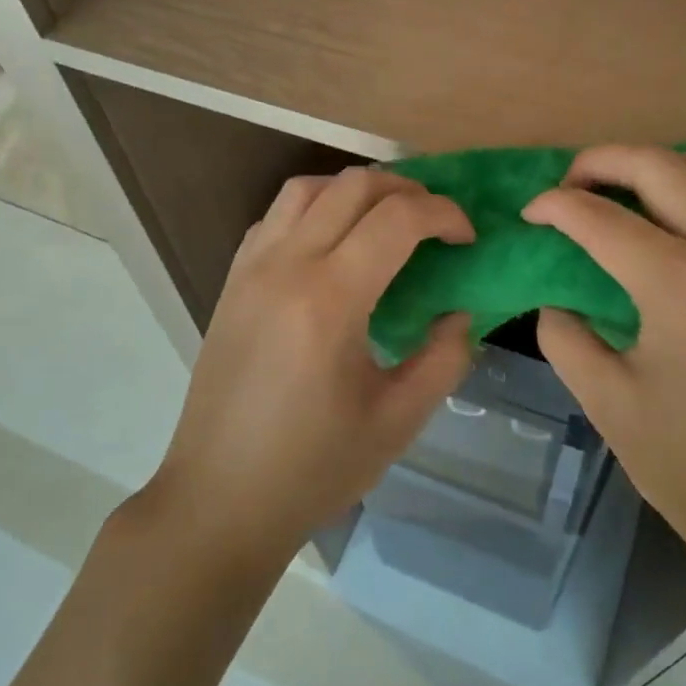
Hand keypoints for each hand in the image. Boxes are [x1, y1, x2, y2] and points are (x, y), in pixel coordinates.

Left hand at [144, 167, 475, 567]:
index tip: (467, 238)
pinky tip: (333, 243)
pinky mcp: (232, 280)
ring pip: (308, 187)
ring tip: (386, 219)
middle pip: (354, 186)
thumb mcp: (398, 421)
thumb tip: (457, 312)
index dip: (444, 214)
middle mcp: (286, 266)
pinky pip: (276, 215)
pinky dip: (315, 208)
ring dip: (357, 189)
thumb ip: (443, 358)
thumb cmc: (312, 468)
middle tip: (437, 222)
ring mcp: (251, 268)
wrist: (219, 500)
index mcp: (330, 300)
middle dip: (407, 189)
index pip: (397, 218)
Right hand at [522, 144, 685, 596]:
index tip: (531, 214)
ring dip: (677, 164)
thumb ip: (565, 336)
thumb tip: (556, 298)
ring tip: (650, 194)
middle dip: (601, 161)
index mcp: (675, 282)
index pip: (595, 216)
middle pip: (657, 165)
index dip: (552, 206)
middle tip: (574, 184)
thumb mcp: (607, 403)